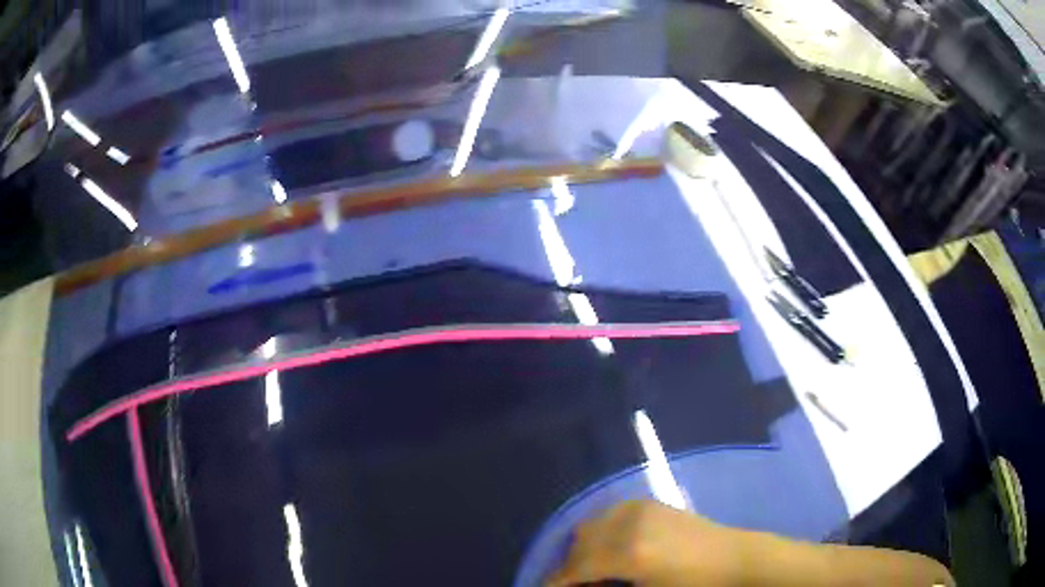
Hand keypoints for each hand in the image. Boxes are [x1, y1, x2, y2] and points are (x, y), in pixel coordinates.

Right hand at [546, 500, 747, 586]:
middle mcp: (630, 524)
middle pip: (580, 542)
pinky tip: (609, 548)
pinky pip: (612, 514)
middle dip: (569, 565)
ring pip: (593, 524)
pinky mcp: (652, 504)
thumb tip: (581, 586)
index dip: (556, 581)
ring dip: (583, 547)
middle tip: (569, 584)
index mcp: (630, 553)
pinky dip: (601, 531)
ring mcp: (642, 509)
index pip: (576, 567)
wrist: (736, 560)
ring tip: (588, 569)